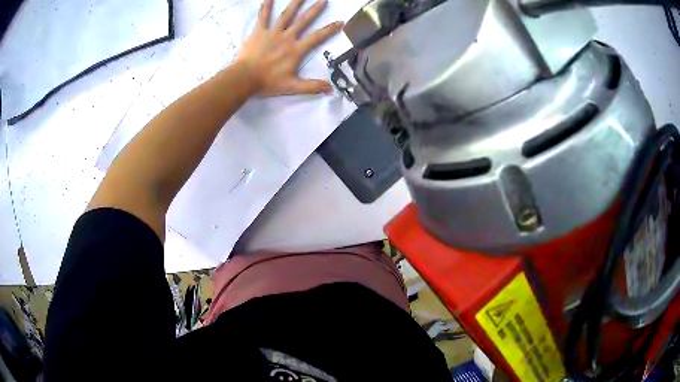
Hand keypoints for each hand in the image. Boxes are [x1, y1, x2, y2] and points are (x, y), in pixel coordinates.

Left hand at [235, 0, 342, 96]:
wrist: (245, 78)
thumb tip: (331, 89)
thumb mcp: (292, 87)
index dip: (330, 29)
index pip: (317, 37)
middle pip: (304, 21)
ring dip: (295, 3)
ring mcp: (273, 33)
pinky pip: (263, 17)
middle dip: (315, 10)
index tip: (340, 22)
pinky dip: (266, 7)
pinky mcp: (259, 32)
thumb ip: (312, 86)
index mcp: (296, 50)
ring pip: (286, 15)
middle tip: (323, 0)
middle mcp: (287, 37)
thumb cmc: (268, 82)